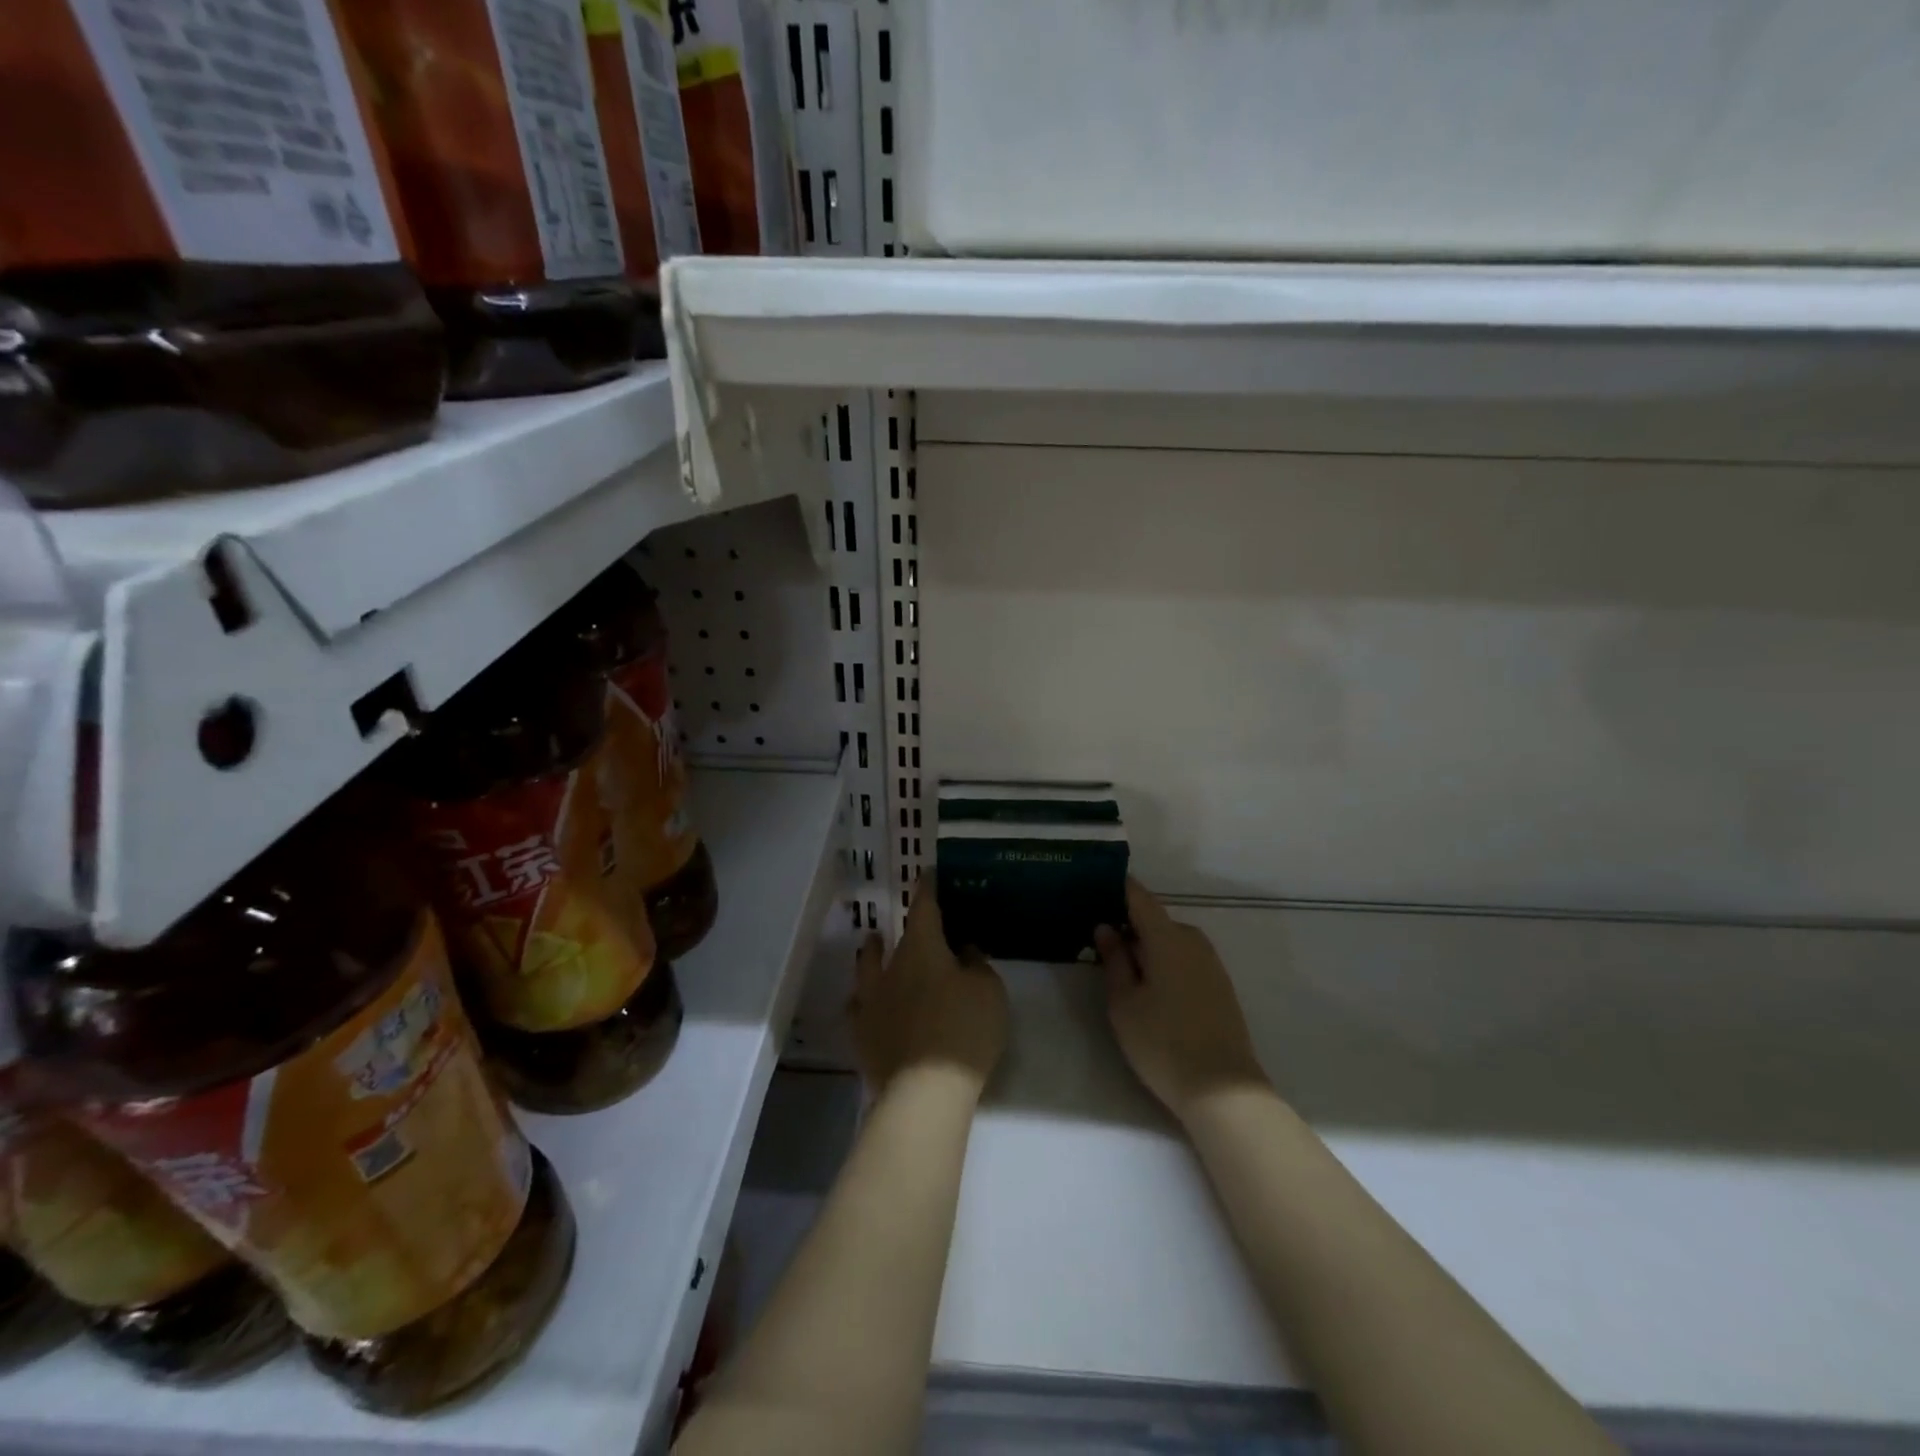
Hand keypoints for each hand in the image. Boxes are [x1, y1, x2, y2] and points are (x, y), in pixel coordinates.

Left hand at [851, 877, 1007, 1096]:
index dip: (927, 889)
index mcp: (922, 950)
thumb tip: (963, 951)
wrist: (924, 1092)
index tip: (926, 874)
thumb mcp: (989, 992)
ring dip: (872, 956)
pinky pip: (858, 1009)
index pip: (924, 909)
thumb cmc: (964, 1031)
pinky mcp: (862, 1036)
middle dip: (900, 929)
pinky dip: (863, 1001)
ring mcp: (870, 1003)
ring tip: (873, 947)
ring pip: (866, 969)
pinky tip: (865, 1005)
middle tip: (909, 926)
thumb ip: (976, 965)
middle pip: (890, 940)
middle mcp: (890, 969)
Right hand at [1096, 879, 1267, 1123]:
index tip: (1093, 885)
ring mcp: (1211, 963)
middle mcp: (1193, 940)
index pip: (1139, 897)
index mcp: (1167, 937)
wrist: (1224, 1090)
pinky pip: (1184, 958)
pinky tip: (1149, 987)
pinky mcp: (1219, 985)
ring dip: (1146, 946)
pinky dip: (1164, 961)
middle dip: (1127, 924)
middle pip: (1154, 920)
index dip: (1116, 887)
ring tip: (1119, 966)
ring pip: (1170, 941)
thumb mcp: (1124, 1003)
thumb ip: (1114, 960)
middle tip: (1096, 939)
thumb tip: (1106, 928)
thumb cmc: (1163, 1043)